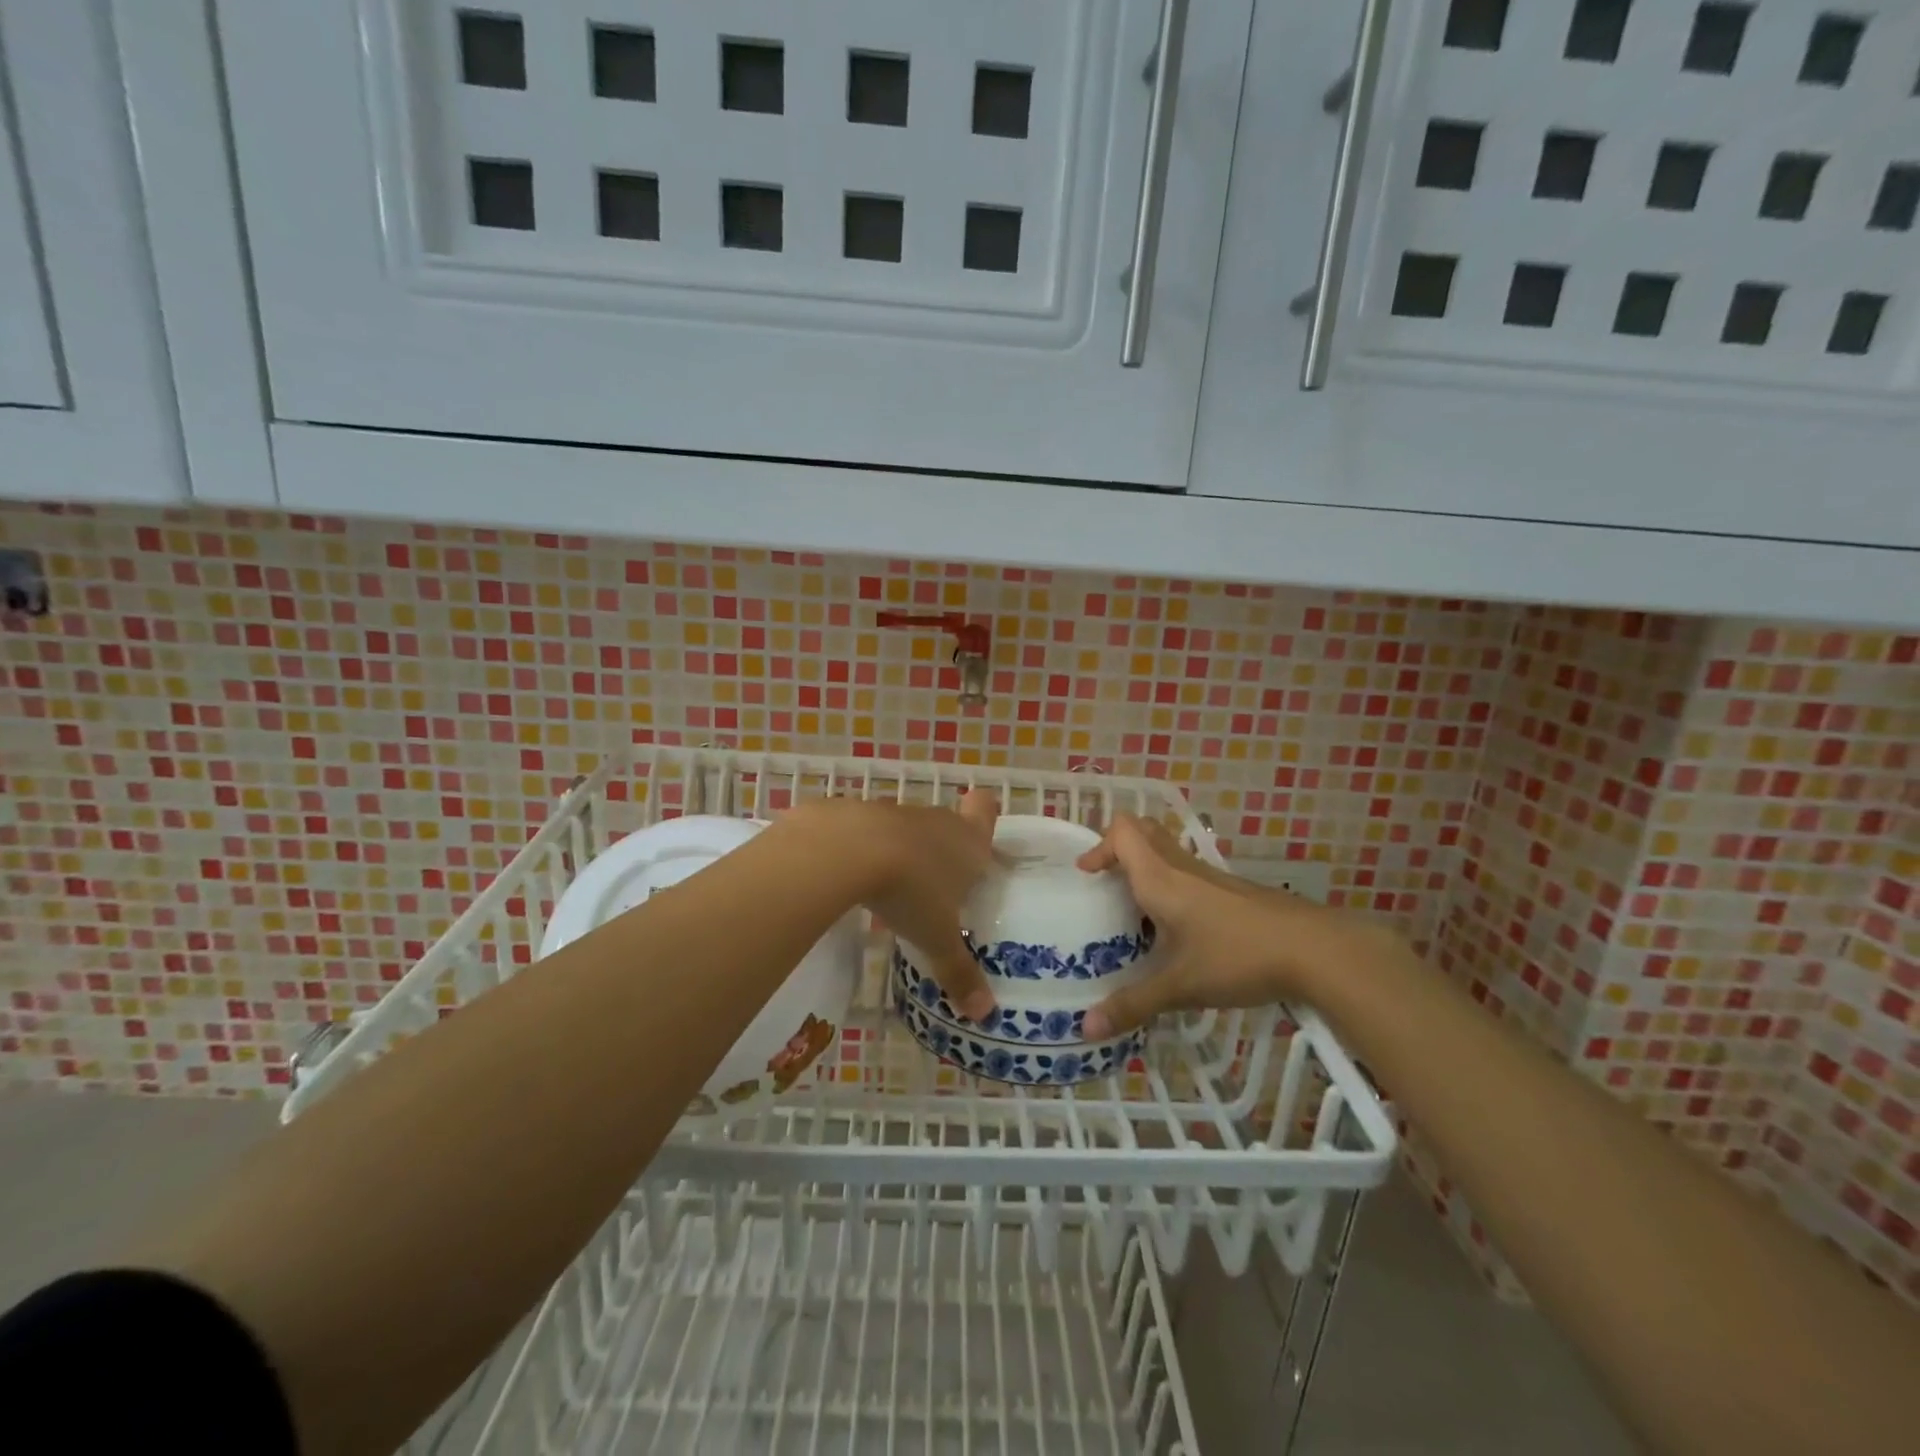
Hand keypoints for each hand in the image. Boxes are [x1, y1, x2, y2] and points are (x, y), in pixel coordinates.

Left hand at [791, 790, 1000, 1020]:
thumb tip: (984, 1013)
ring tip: (894, 892)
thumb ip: (960, 972)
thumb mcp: (936, 938)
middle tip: (938, 890)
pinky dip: (865, 852)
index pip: (985, 810)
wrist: (846, 849)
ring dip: (903, 853)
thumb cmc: (910, 890)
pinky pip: (869, 833)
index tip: (978, 840)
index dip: (984, 817)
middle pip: (948, 825)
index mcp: (968, 842)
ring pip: (908, 829)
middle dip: (943, 852)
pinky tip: (854, 880)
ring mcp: (895, 813)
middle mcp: (937, 821)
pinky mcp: (855, 813)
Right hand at [1076, 815, 1360, 1037]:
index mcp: (1161, 878)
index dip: (1099, 845)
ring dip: (1146, 867)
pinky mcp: (1234, 891)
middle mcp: (1183, 867)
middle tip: (1107, 881)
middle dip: (1119, 848)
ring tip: (1136, 910)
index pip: (1123, 832)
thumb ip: (1133, 1005)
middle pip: (1145, 831)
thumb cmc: (1238, 957)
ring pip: (1169, 852)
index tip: (1088, 875)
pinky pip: (1190, 873)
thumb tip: (1086, 1029)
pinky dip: (1173, 885)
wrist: (1315, 950)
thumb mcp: (1181, 986)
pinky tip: (1179, 929)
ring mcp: (1212, 877)